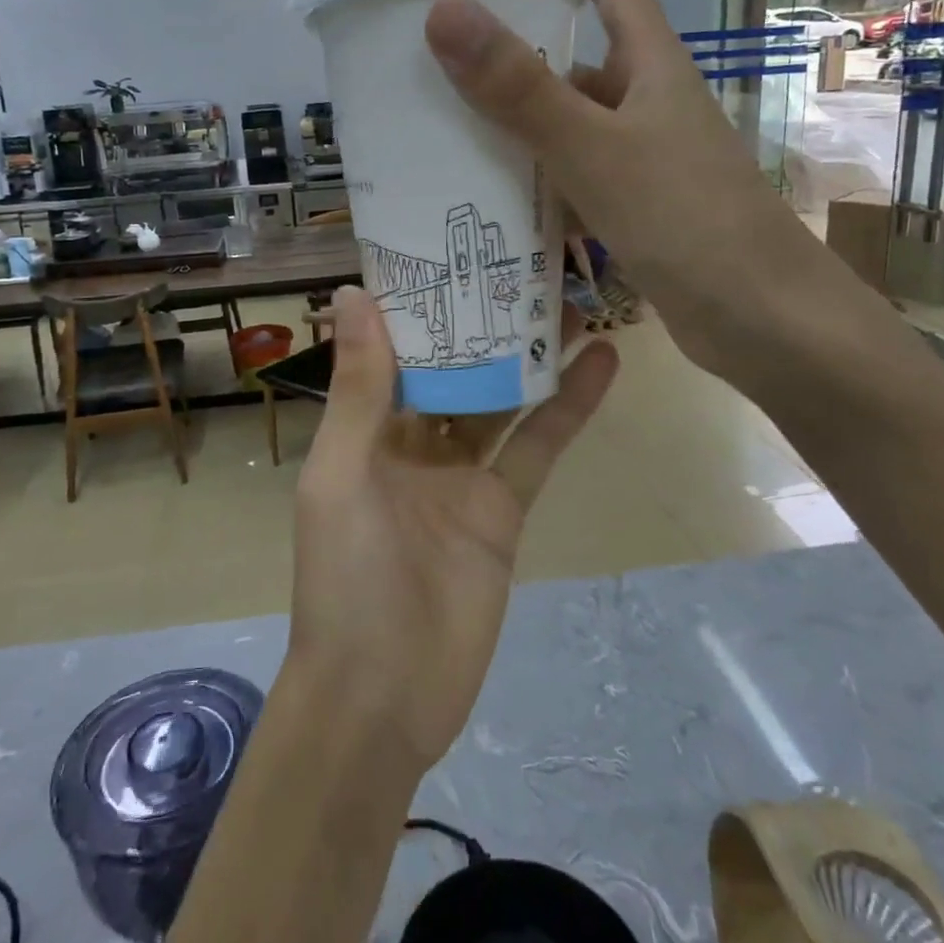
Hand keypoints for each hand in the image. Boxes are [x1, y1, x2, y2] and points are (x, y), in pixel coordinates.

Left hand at [287, 284, 617, 770]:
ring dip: (530, 353)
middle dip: (482, 321)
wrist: (382, 695)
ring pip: (501, 399)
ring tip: (570, 296)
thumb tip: (353, 293)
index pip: (393, 349)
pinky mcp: (503, 509)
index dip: (418, 303)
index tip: (448, 247)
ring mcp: (462, 474)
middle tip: (523, 261)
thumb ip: (359, 388)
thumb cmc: (344, 577)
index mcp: (364, 427)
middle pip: (453, 367)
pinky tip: (601, 362)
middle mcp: (412, 441)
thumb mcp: (342, 472)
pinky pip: (538, 448)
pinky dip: (568, 407)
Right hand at [422, 0, 846, 393]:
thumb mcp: (595, 149)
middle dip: (515, 32)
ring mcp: (638, 156)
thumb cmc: (687, 222)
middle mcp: (645, 101)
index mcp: (650, 65)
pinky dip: (528, 172)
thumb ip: (520, 88)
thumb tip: (444, 9)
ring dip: (513, 110)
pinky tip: (484, 186)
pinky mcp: (629, 206)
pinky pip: (566, 173)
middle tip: (441, 30)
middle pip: (575, 47)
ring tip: (440, 107)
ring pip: (565, 117)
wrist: (762, 322)